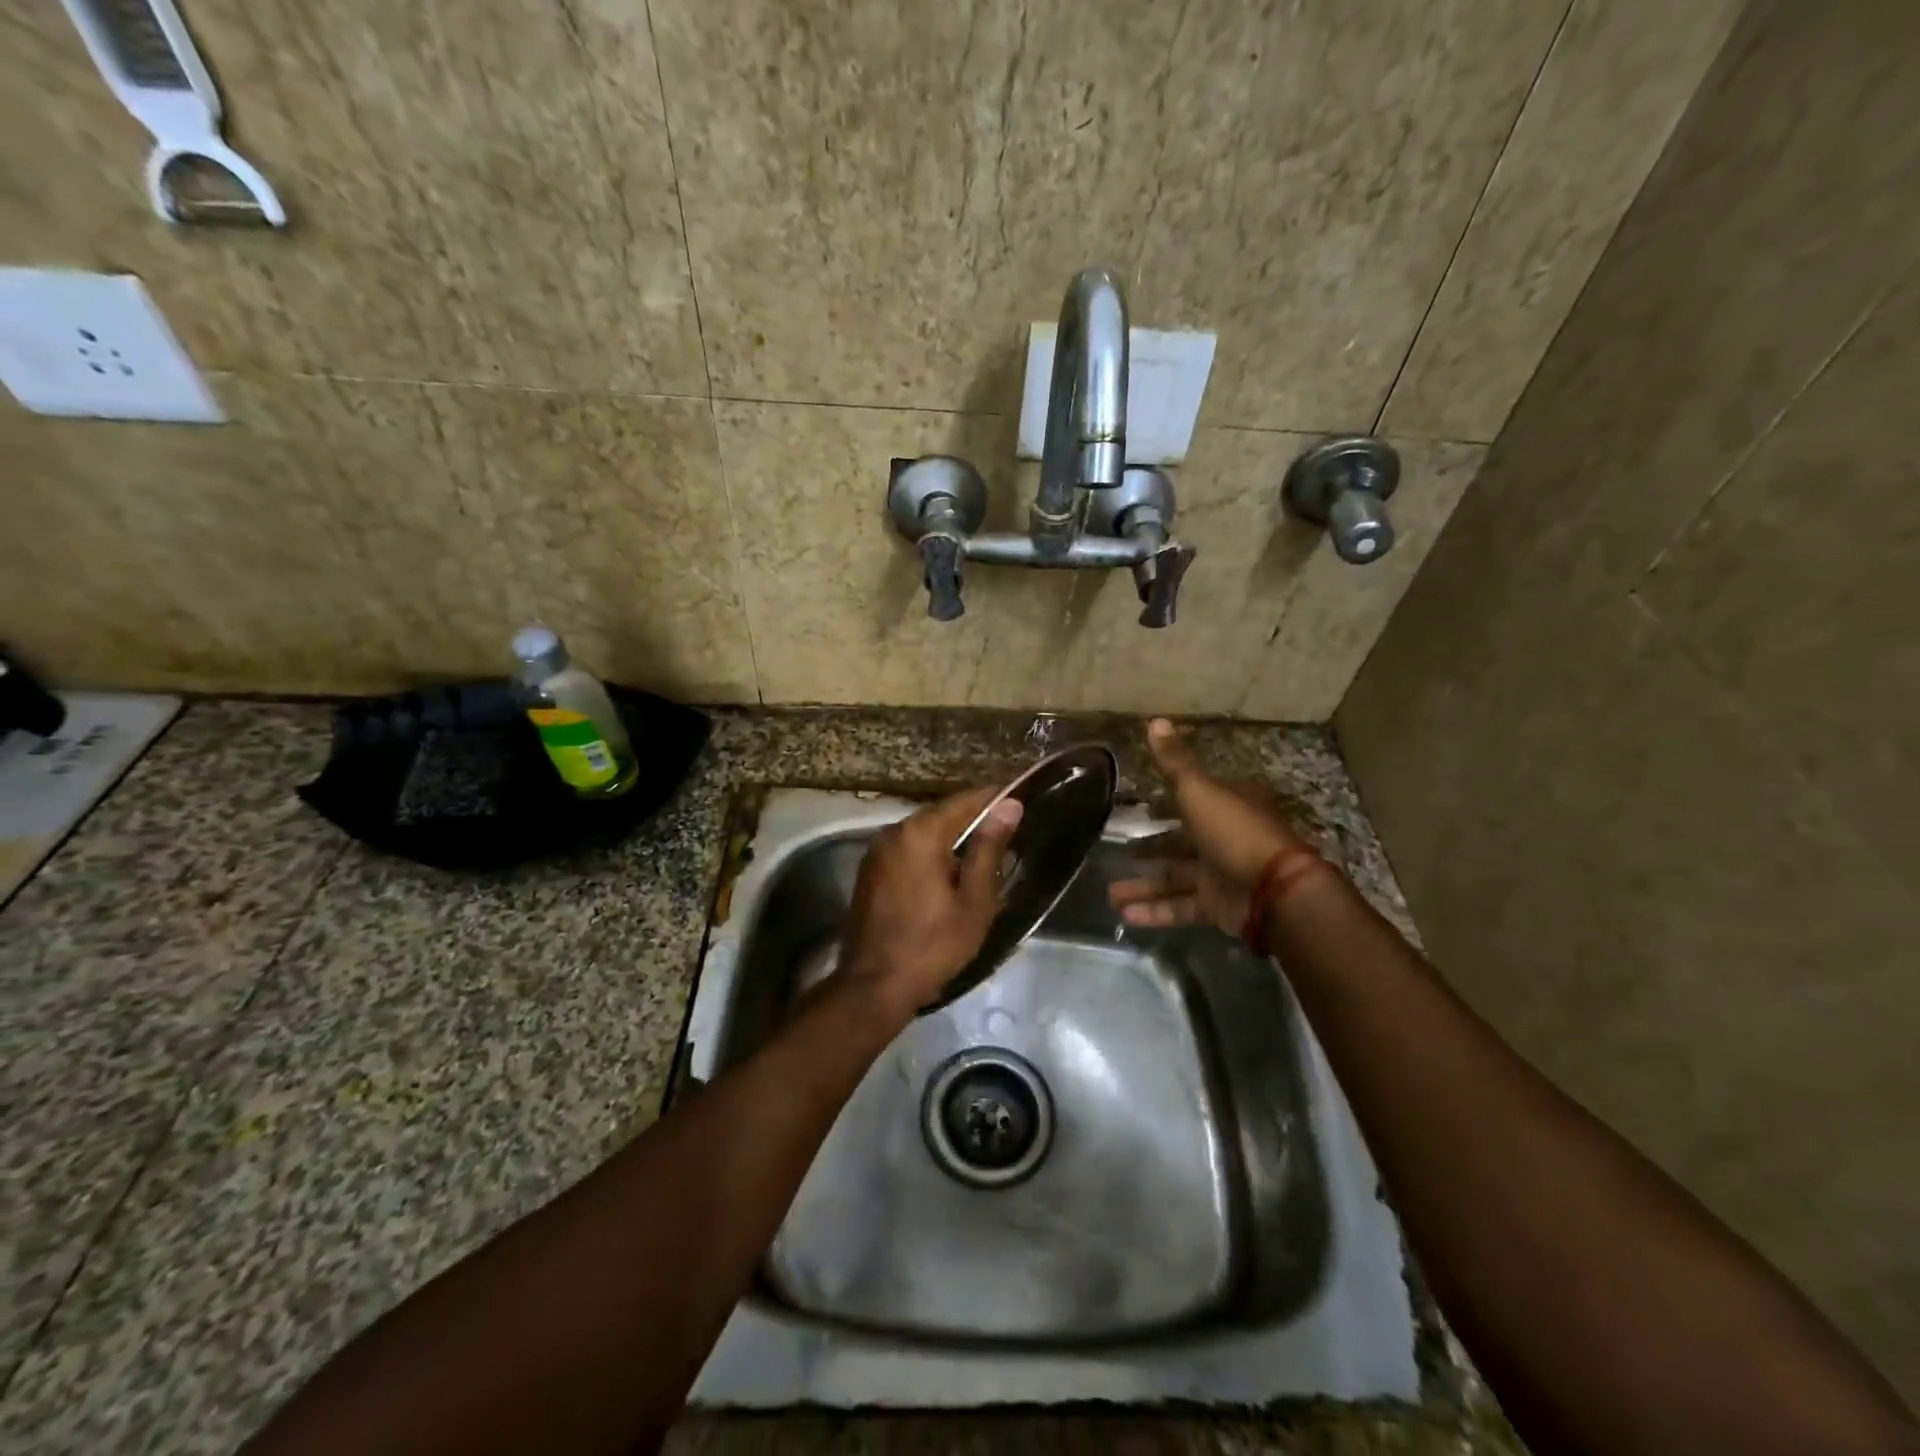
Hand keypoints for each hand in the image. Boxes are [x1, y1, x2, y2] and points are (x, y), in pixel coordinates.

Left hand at [837, 785, 1023, 1020]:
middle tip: (1008, 833)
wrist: (874, 987)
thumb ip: (989, 848)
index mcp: (921, 833)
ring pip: (924, 832)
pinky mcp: (870, 870)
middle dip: (974, 820)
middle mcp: (894, 831)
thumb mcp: (973, 900)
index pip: (966, 800)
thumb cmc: (933, 945)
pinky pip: (908, 849)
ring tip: (984, 854)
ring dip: (952, 838)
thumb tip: (1010, 805)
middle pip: (943, 814)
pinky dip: (931, 853)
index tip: (1021, 800)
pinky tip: (949, 873)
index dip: (996, 798)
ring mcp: (877, 851)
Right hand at [1109, 719, 1313, 933]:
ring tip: (1110, 895)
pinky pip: (1181, 907)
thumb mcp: (1199, 791)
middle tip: (1119, 853)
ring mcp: (1222, 874)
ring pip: (1175, 878)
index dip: (1166, 804)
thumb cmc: (1235, 832)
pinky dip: (1156, 911)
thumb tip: (1154, 720)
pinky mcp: (1218, 906)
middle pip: (1180, 842)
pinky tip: (1126, 916)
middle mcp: (1224, 838)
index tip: (1140, 809)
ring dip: (1144, 886)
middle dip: (1149, 849)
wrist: (1275, 891)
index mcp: (1225, 806)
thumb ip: (1174, 762)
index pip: (1191, 800)